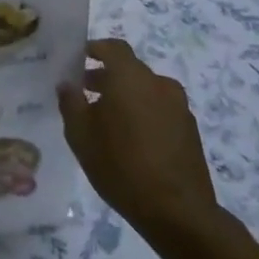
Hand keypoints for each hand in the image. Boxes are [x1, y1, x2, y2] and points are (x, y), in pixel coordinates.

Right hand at [58, 39, 221, 241]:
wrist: (178, 212)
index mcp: (130, 77)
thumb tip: (67, 84)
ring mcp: (179, 107)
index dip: (94, 49)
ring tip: (107, 121)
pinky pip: (160, 109)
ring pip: (146, 90)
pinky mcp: (190, 130)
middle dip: (106, 76)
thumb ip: (70, 102)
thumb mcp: (80, 135)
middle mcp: (158, 84)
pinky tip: (131, 140)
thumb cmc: (121, 166)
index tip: (78, 60)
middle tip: (85, 93)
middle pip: (129, 69)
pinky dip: (144, 113)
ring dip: (126, 96)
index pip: (113, 47)